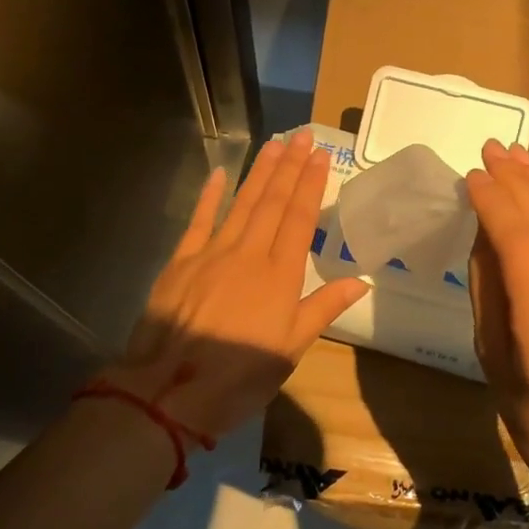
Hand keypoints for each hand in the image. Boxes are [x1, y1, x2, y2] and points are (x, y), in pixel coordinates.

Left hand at [106, 128, 368, 437]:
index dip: (311, 185)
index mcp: (279, 275)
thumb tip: (360, 280)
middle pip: (272, 202)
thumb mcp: (290, 350)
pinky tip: (221, 173)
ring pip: (242, 203)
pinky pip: (199, 220)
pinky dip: (211, 195)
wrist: (168, 392)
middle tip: (303, 136)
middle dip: (290, 167)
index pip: (299, 219)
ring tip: (275, 144)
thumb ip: (322, 309)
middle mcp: (248, 253)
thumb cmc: (238, 378)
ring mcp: (212, 253)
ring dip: (259, 172)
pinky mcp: (181, 261)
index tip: (320, 156)